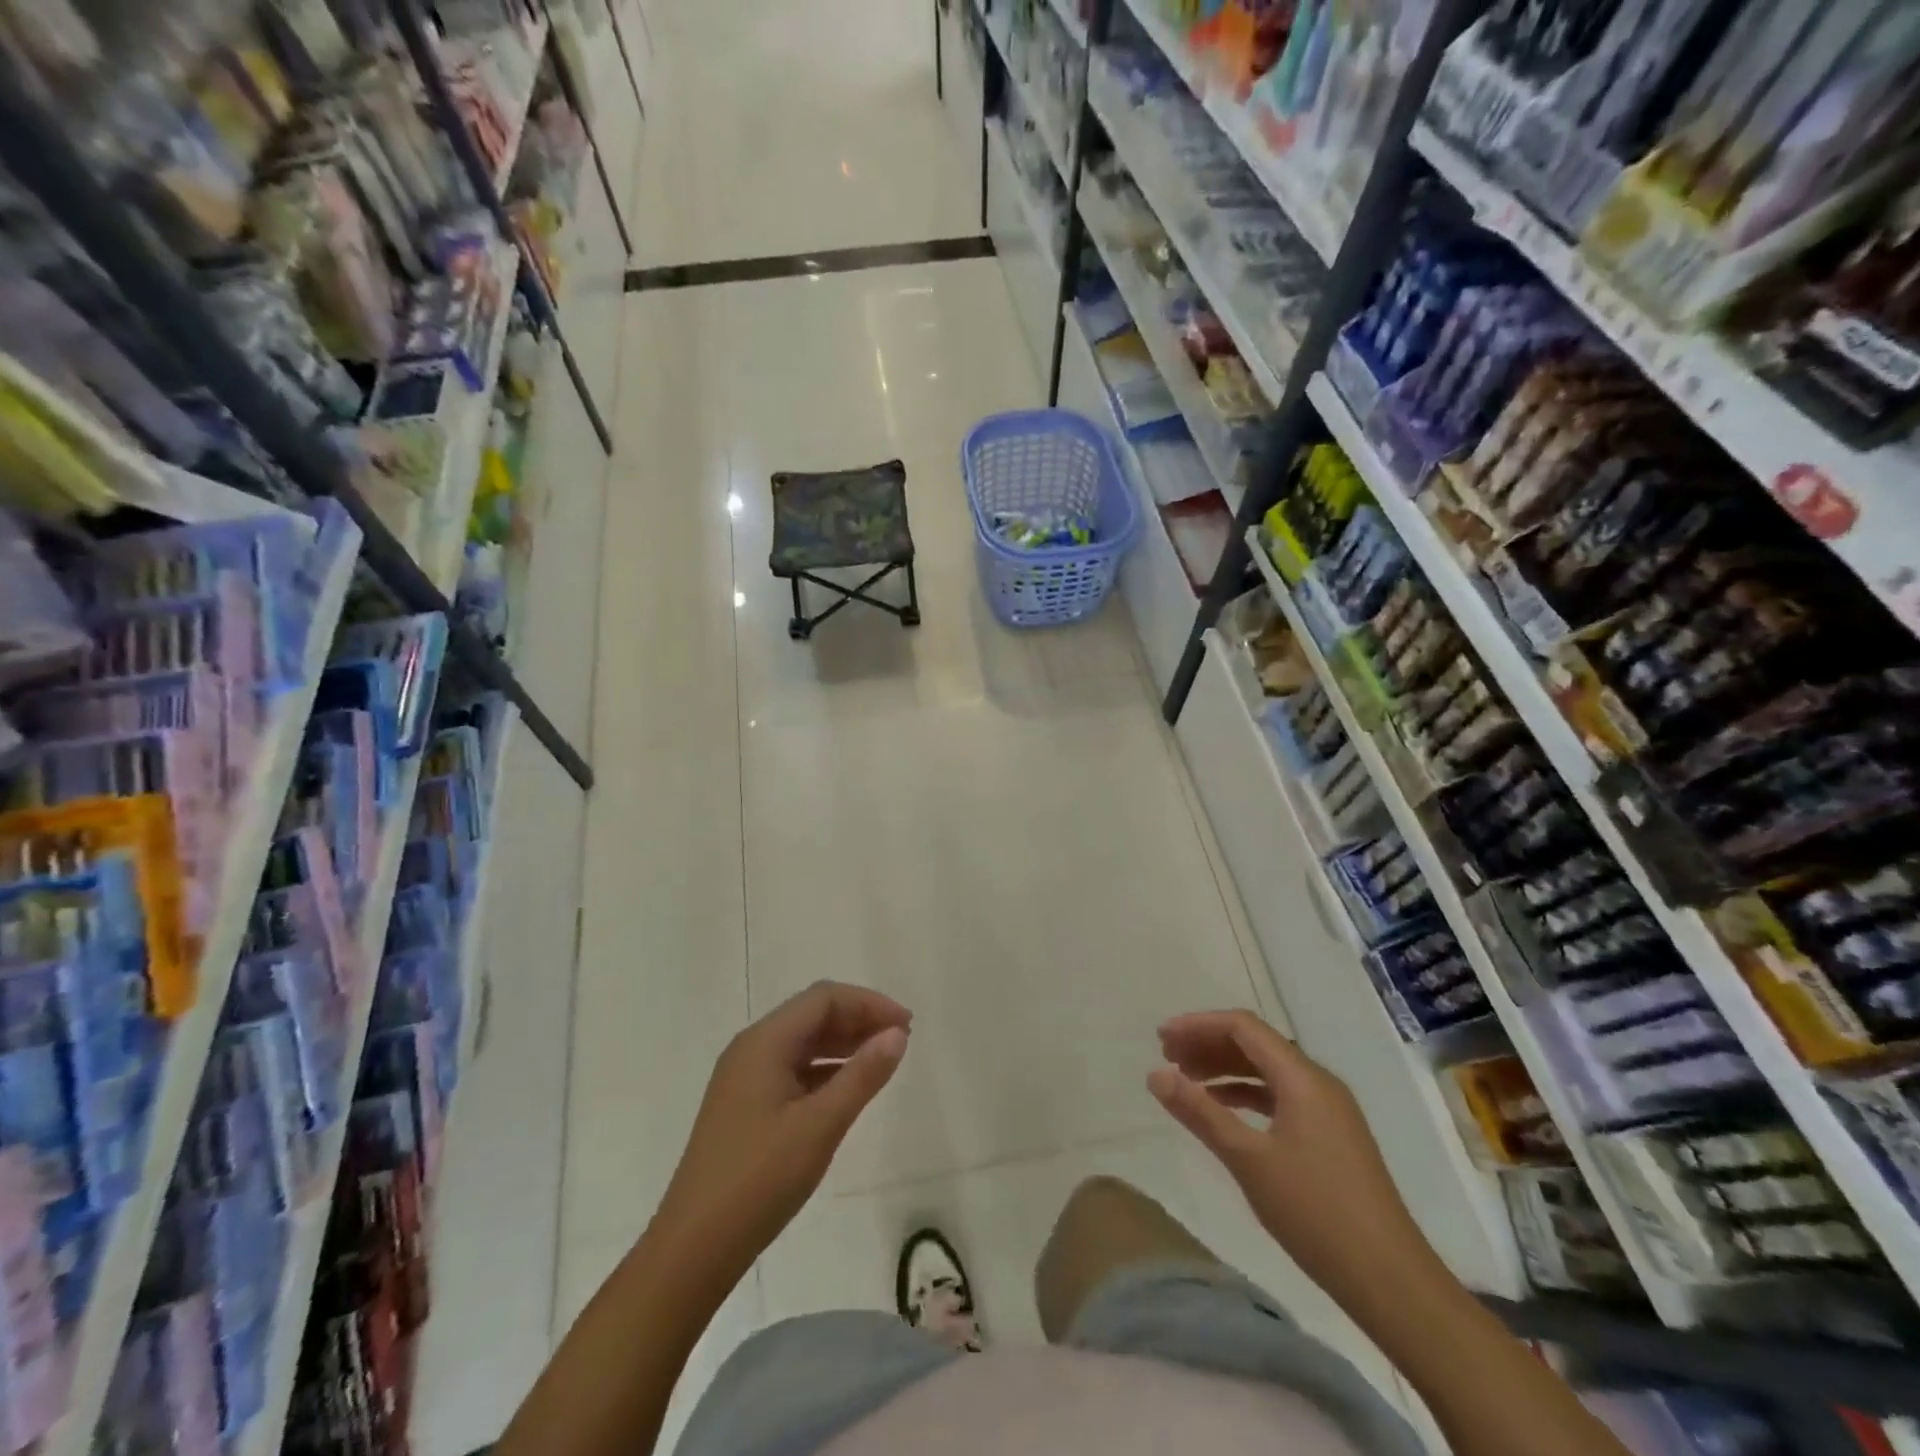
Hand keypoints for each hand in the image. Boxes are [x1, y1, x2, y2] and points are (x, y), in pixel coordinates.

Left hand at [657, 982, 910, 1280]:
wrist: (693, 1249)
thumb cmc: (759, 1180)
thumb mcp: (820, 1125)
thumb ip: (862, 1075)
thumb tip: (897, 1034)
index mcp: (764, 1042)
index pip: (824, 998)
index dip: (868, 1003)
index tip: (906, 1026)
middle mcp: (751, 1049)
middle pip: (812, 1014)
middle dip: (858, 1020)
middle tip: (900, 1042)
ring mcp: (745, 1078)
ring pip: (803, 1042)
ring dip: (843, 1044)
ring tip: (882, 1061)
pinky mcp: (745, 1106)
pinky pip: (792, 1069)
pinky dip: (825, 1069)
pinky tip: (847, 1089)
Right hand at [1148, 1010, 1440, 1315]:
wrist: (1391, 1281)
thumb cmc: (1315, 1212)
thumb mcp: (1248, 1159)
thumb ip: (1200, 1112)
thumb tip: (1155, 1074)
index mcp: (1303, 1078)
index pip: (1243, 1027)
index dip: (1199, 1025)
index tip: (1161, 1038)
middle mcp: (1318, 1083)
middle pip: (1256, 1044)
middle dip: (1208, 1044)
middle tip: (1167, 1057)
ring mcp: (1329, 1110)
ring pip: (1268, 1071)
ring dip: (1225, 1069)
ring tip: (1186, 1080)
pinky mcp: (1331, 1137)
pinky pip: (1280, 1097)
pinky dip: (1246, 1095)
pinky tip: (1222, 1112)